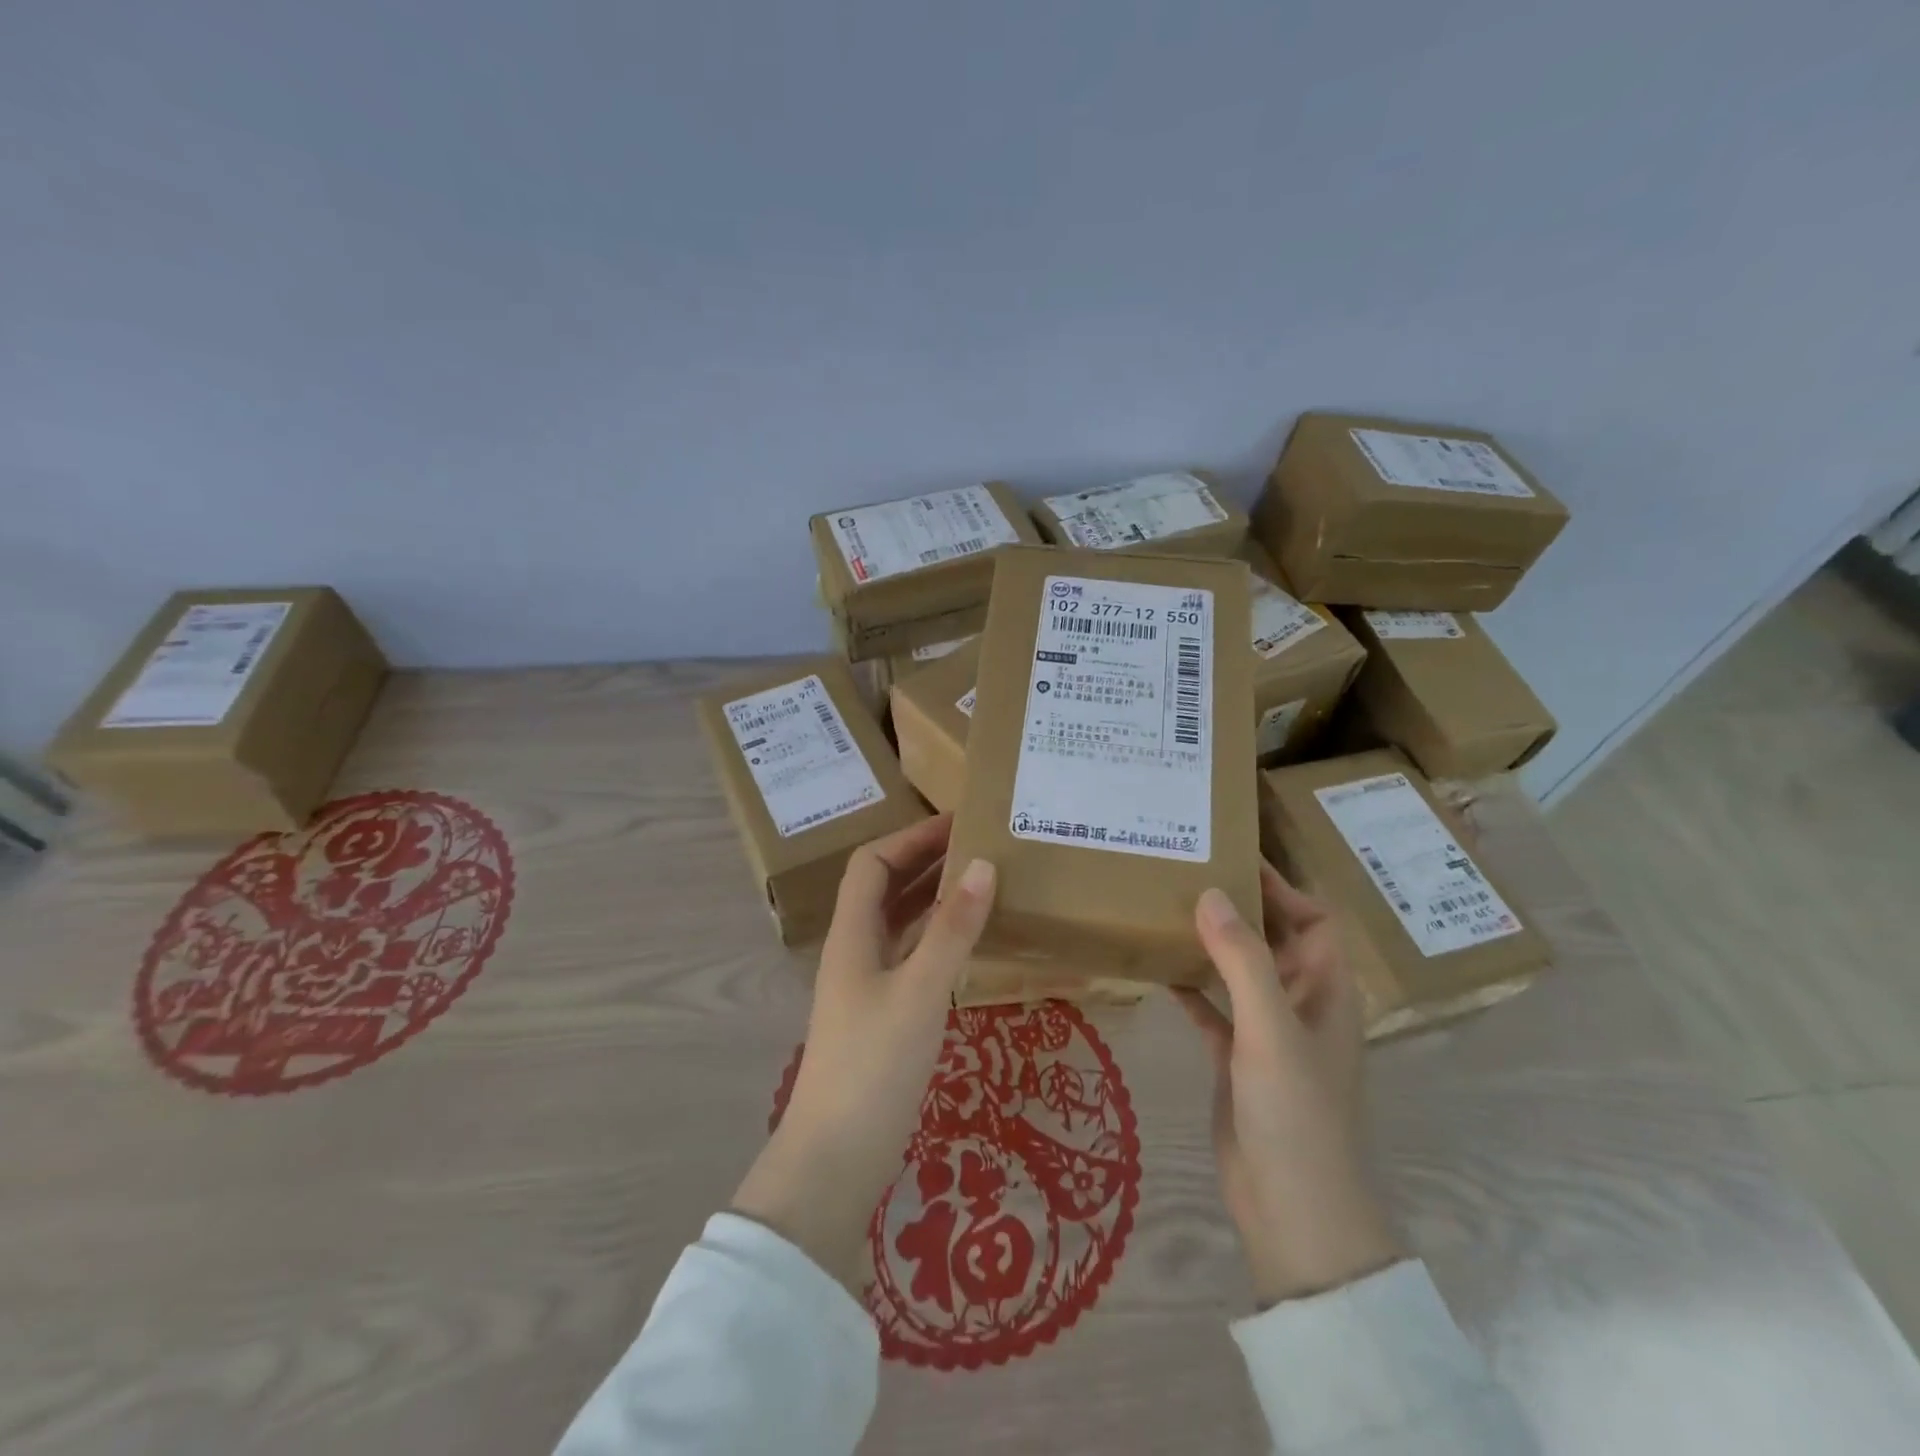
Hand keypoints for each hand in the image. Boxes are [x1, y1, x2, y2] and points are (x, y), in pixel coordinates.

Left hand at [733, 814, 995, 1288]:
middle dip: (925, 861)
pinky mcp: (882, 1016)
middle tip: (979, 846)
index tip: (958, 823)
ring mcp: (867, 985)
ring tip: (981, 882)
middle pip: (885, 888)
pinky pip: (910, 956)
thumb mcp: (920, 992)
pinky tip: (969, 941)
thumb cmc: (874, 1065)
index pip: (872, 863)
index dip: (910, 838)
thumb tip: (983, 865)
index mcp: (852, 935)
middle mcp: (855, 951)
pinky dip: (936, 937)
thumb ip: (953, 930)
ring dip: (933, 898)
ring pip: (899, 923)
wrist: (836, 1158)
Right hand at [1176, 865, 1402, 1305]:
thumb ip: (1243, 960)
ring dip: (1211, 944)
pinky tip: (1157, 968)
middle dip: (1240, 908)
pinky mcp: (1237, 1059)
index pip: (1315, 920)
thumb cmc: (1296, 1114)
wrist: (1292, 1212)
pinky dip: (1191, 987)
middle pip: (1274, 940)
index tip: (1236, 857)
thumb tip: (1212, 892)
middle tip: (1189, 873)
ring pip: (1239, 972)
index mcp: (1327, 992)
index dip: (1283, 887)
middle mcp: (1301, 1005)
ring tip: (1168, 909)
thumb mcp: (1270, 1030)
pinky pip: (1212, 1009)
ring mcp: (1267, 1034)